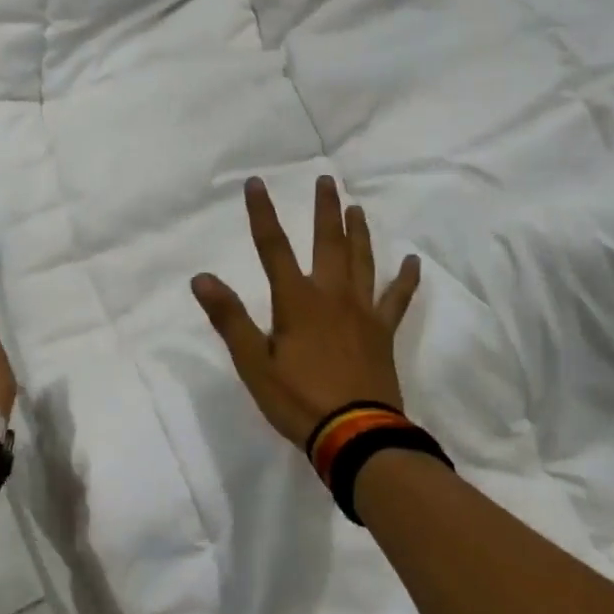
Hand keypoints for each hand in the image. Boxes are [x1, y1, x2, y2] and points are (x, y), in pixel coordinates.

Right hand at [191, 176, 420, 448]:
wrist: (355, 434)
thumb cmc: (297, 399)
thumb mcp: (253, 363)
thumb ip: (229, 318)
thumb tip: (201, 277)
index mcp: (297, 301)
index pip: (273, 247)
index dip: (262, 213)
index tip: (256, 183)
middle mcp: (332, 295)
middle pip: (328, 242)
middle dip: (324, 209)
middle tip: (327, 179)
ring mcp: (362, 311)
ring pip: (362, 261)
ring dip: (358, 232)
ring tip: (357, 208)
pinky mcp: (383, 332)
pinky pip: (396, 298)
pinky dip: (405, 279)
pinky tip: (412, 261)